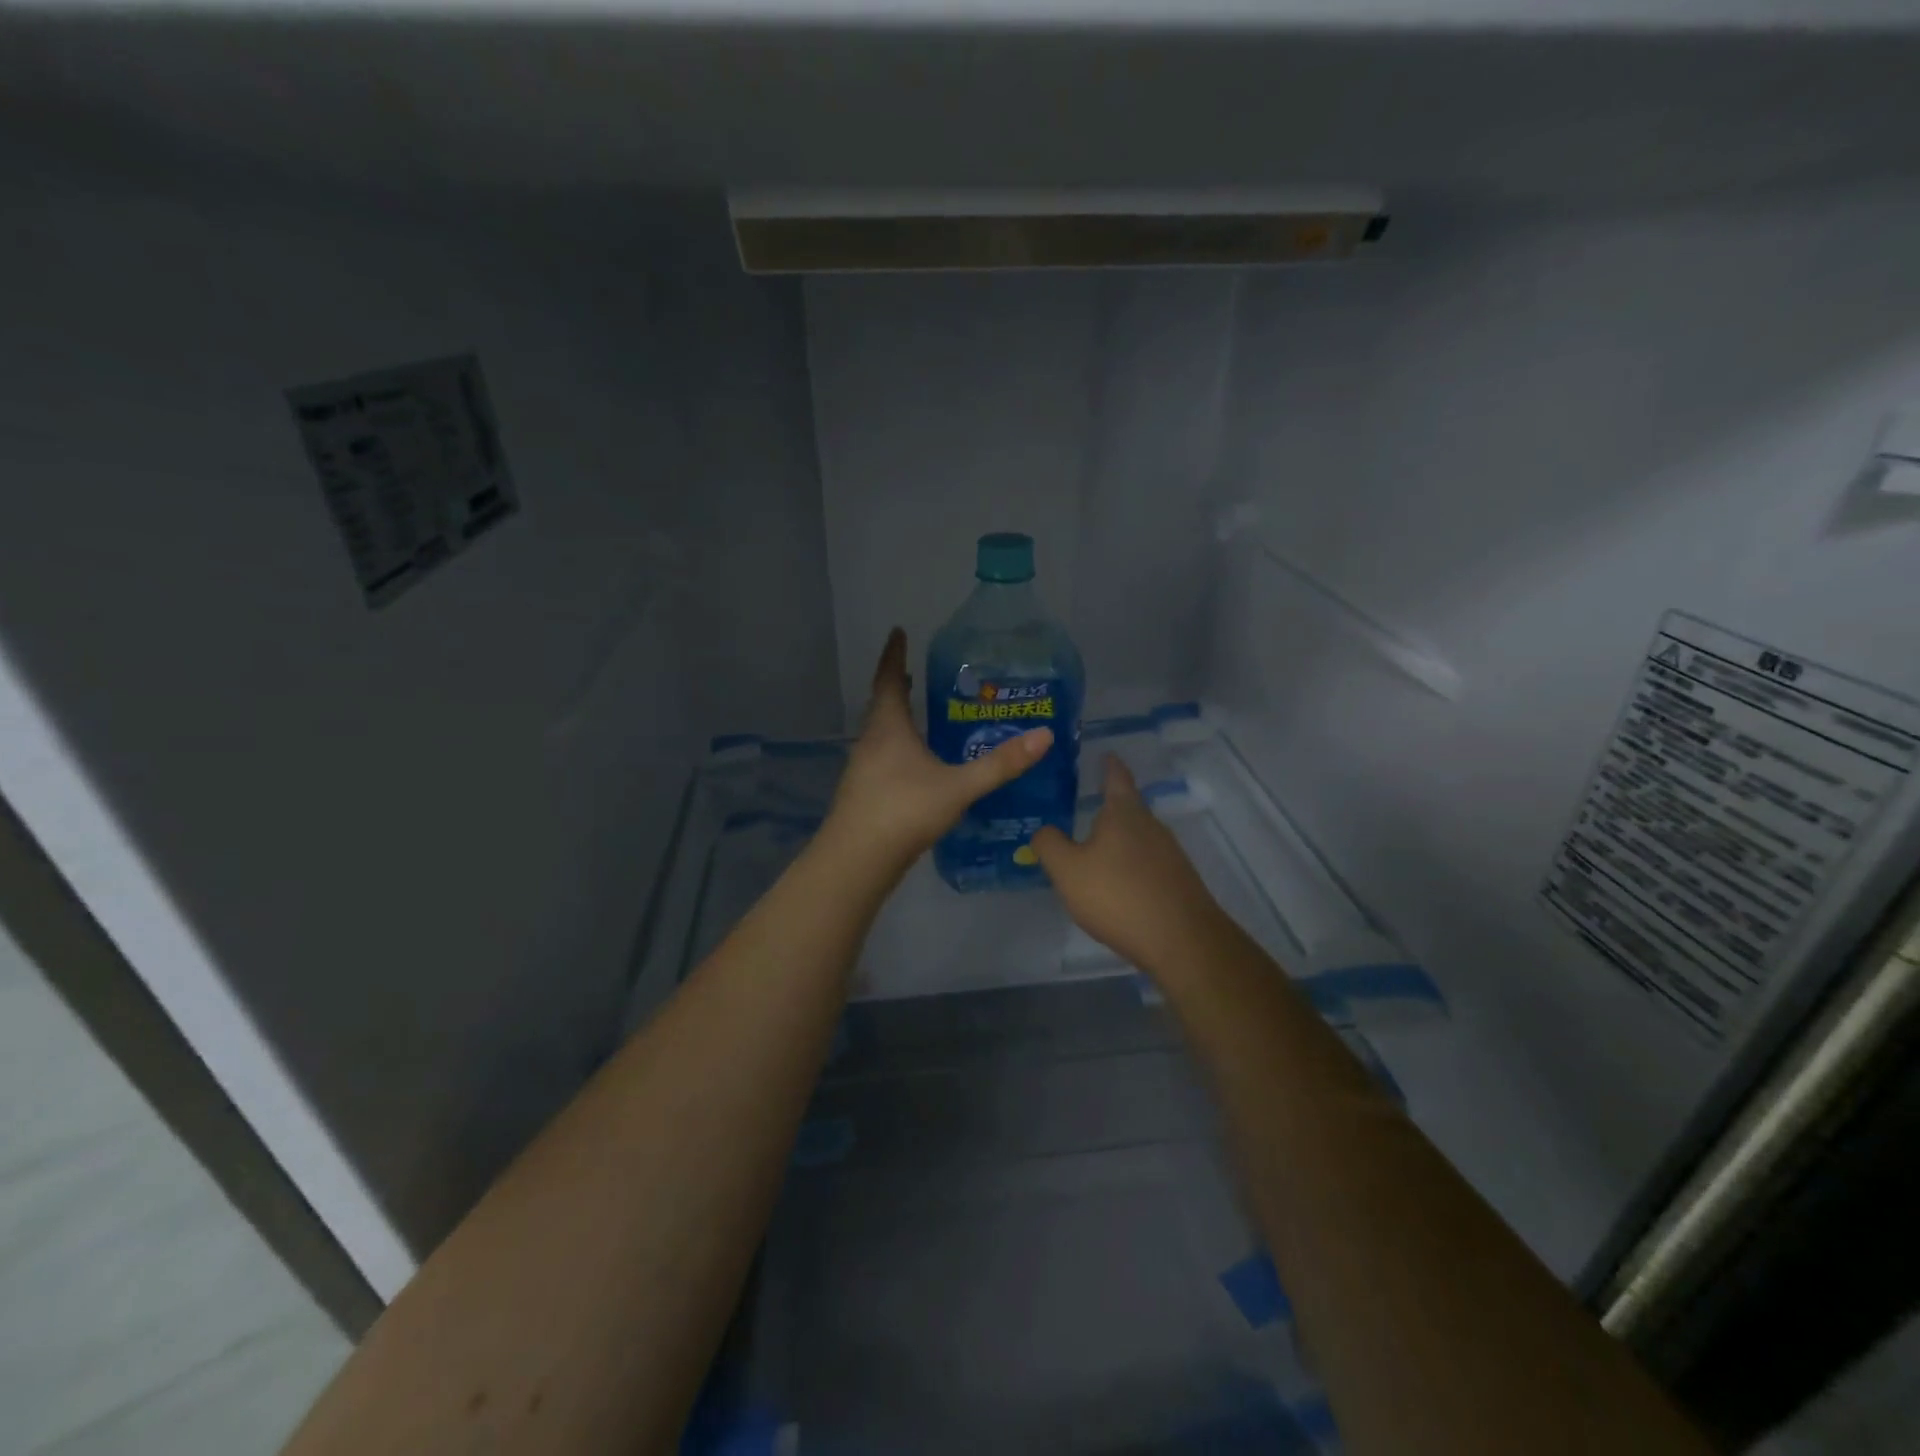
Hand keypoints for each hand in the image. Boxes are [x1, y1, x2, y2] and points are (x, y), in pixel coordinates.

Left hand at [826, 629, 1052, 871]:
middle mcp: (871, 741)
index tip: (898, 631)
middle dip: (898, 685)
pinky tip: (916, 763)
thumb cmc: (904, 811)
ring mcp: (863, 768)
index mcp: (888, 728)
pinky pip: (882, 756)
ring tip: (920, 713)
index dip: (894, 654)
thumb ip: (1000, 765)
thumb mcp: (958, 787)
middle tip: (916, 672)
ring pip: (881, 732)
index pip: (889, 679)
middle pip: (882, 704)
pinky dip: (898, 745)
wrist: (857, 860)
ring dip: (897, 717)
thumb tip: (1044, 736)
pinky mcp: (864, 792)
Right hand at [1032, 754, 1225, 974]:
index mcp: (1123, 812)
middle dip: (1109, 806)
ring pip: (1138, 836)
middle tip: (1084, 806)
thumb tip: (1042, 829)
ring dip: (1119, 838)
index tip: (1105, 754)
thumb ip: (1049, 844)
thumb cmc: (1117, 895)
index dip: (1109, 764)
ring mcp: (1170, 853)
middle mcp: (1151, 825)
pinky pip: (1147, 862)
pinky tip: (1117, 882)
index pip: (1116, 776)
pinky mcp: (1178, 881)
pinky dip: (1130, 863)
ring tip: (1096, 847)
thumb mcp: (1067, 870)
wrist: (1181, 941)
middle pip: (1128, 807)